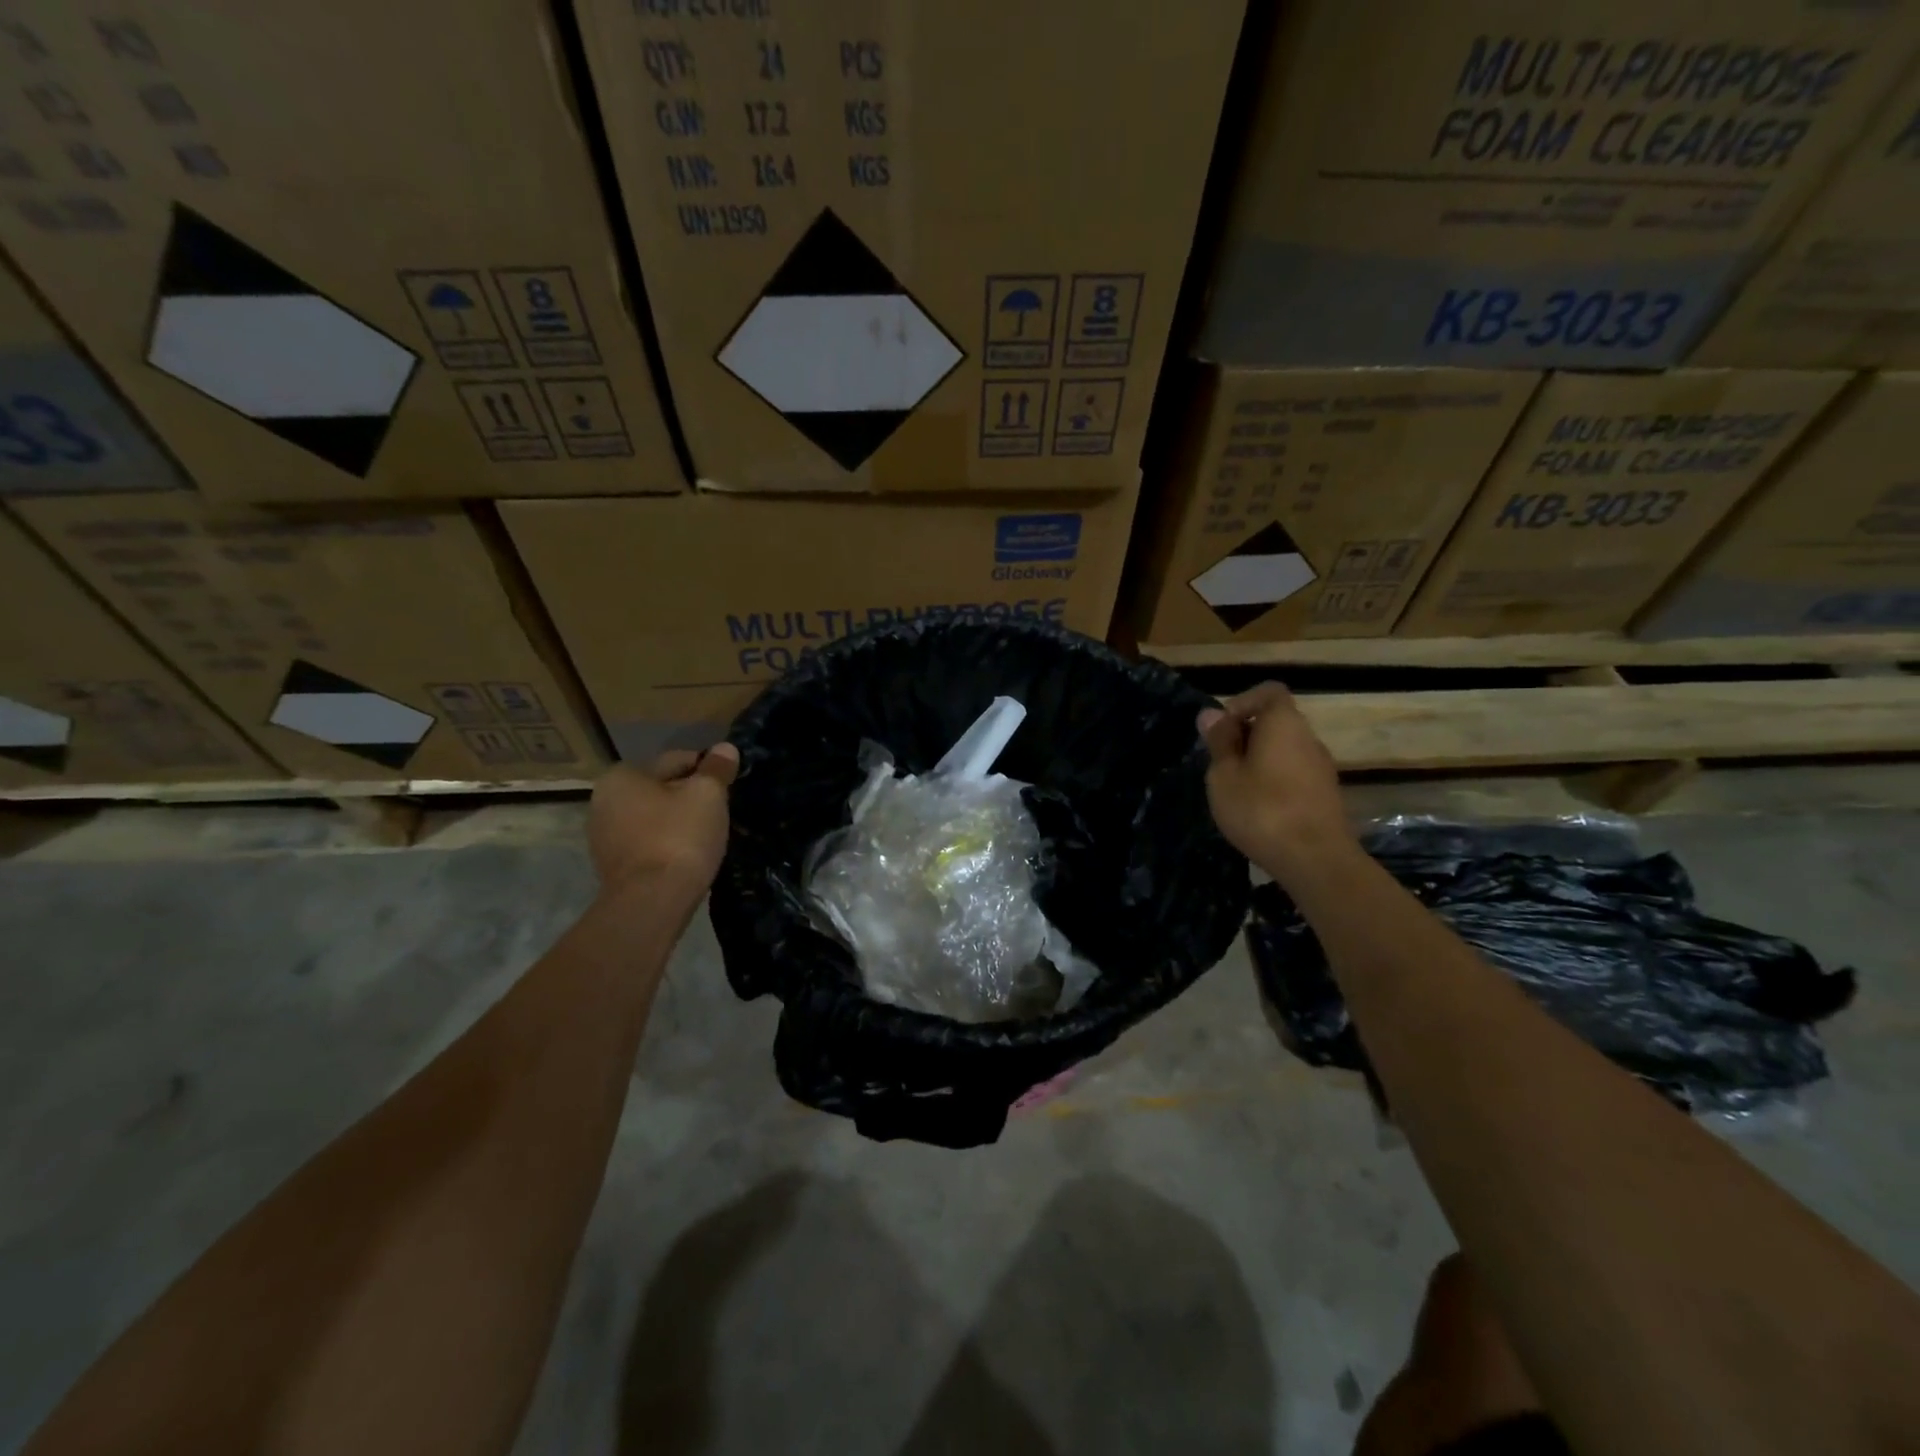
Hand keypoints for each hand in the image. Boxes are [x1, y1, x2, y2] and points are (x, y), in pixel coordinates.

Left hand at [587, 745, 739, 892]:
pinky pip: (648, 843)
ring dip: (679, 821)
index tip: (729, 783)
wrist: (651, 903)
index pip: (675, 760)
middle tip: (722, 809)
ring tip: (709, 834)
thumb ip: (716, 769)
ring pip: (654, 818)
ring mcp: (604, 838)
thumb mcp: (707, 795)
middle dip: (690, 796)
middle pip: (661, 789)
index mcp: (621, 777)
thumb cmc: (679, 837)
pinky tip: (689, 854)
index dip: (706, 769)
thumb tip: (726, 748)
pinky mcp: (613, 868)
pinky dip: (668, 843)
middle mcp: (603, 802)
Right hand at [1197, 683, 1352, 870]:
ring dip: (1259, 761)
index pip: (1268, 692)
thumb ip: (1219, 742)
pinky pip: (1294, 774)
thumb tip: (1211, 714)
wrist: (1315, 859)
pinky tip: (1259, 809)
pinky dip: (1275, 781)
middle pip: (1276, 722)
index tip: (1220, 730)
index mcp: (1284, 723)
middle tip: (1220, 764)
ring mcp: (1322, 767)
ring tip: (1236, 790)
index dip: (1241, 703)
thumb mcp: (1224, 775)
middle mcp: (1309, 738)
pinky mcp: (1326, 794)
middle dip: (1246, 736)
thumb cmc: (1261, 809)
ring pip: (1285, 750)